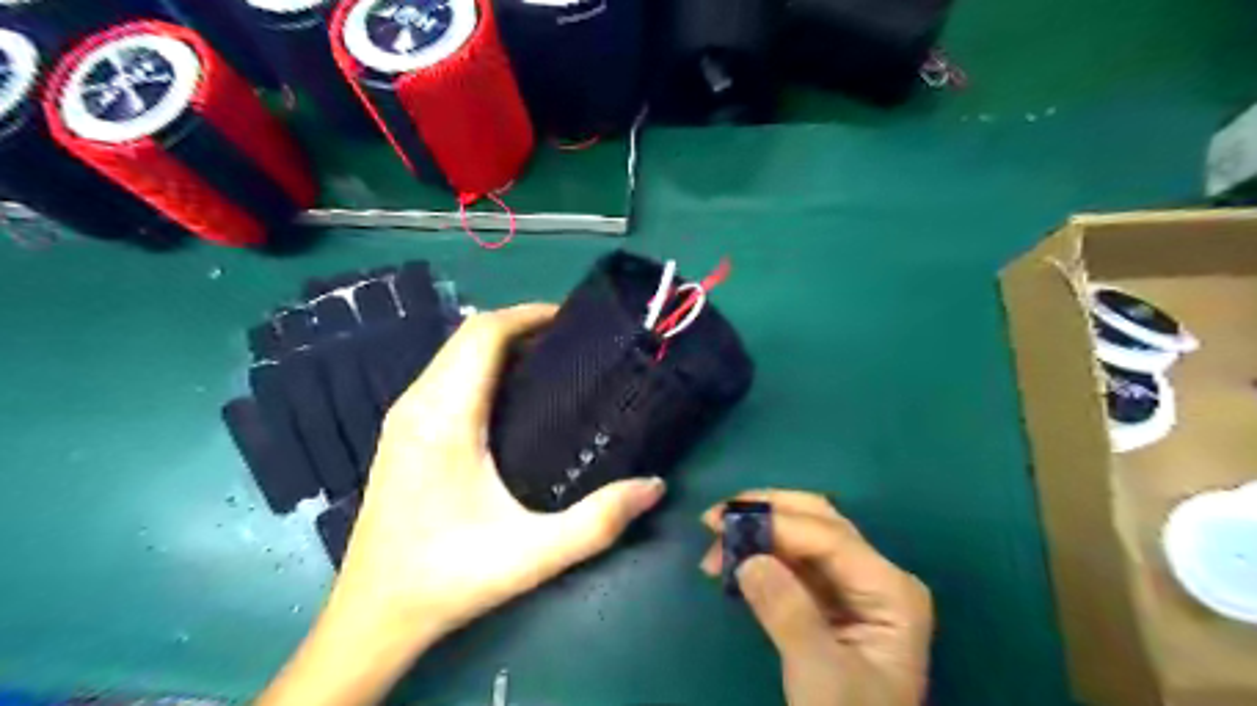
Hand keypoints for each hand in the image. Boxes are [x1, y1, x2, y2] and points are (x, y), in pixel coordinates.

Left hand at [332, 307, 667, 636]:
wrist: (373, 616)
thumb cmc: (449, 579)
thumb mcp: (533, 554)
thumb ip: (599, 521)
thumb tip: (654, 485)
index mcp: (445, 417)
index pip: (484, 335)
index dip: (529, 315)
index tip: (573, 319)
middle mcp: (417, 404)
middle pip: (469, 336)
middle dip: (522, 326)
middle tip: (574, 343)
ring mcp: (404, 417)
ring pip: (456, 354)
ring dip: (502, 346)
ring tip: (553, 362)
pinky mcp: (403, 432)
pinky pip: (447, 376)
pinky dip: (484, 367)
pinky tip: (515, 396)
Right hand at [698, 492, 931, 705]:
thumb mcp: (821, 676)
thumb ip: (789, 614)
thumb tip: (749, 559)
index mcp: (890, 590)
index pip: (830, 538)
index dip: (777, 524)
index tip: (724, 523)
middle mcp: (875, 575)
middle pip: (818, 520)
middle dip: (766, 513)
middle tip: (716, 517)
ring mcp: (854, 585)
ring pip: (802, 535)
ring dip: (758, 532)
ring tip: (714, 544)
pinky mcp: (830, 598)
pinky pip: (793, 561)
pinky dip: (761, 554)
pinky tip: (732, 561)